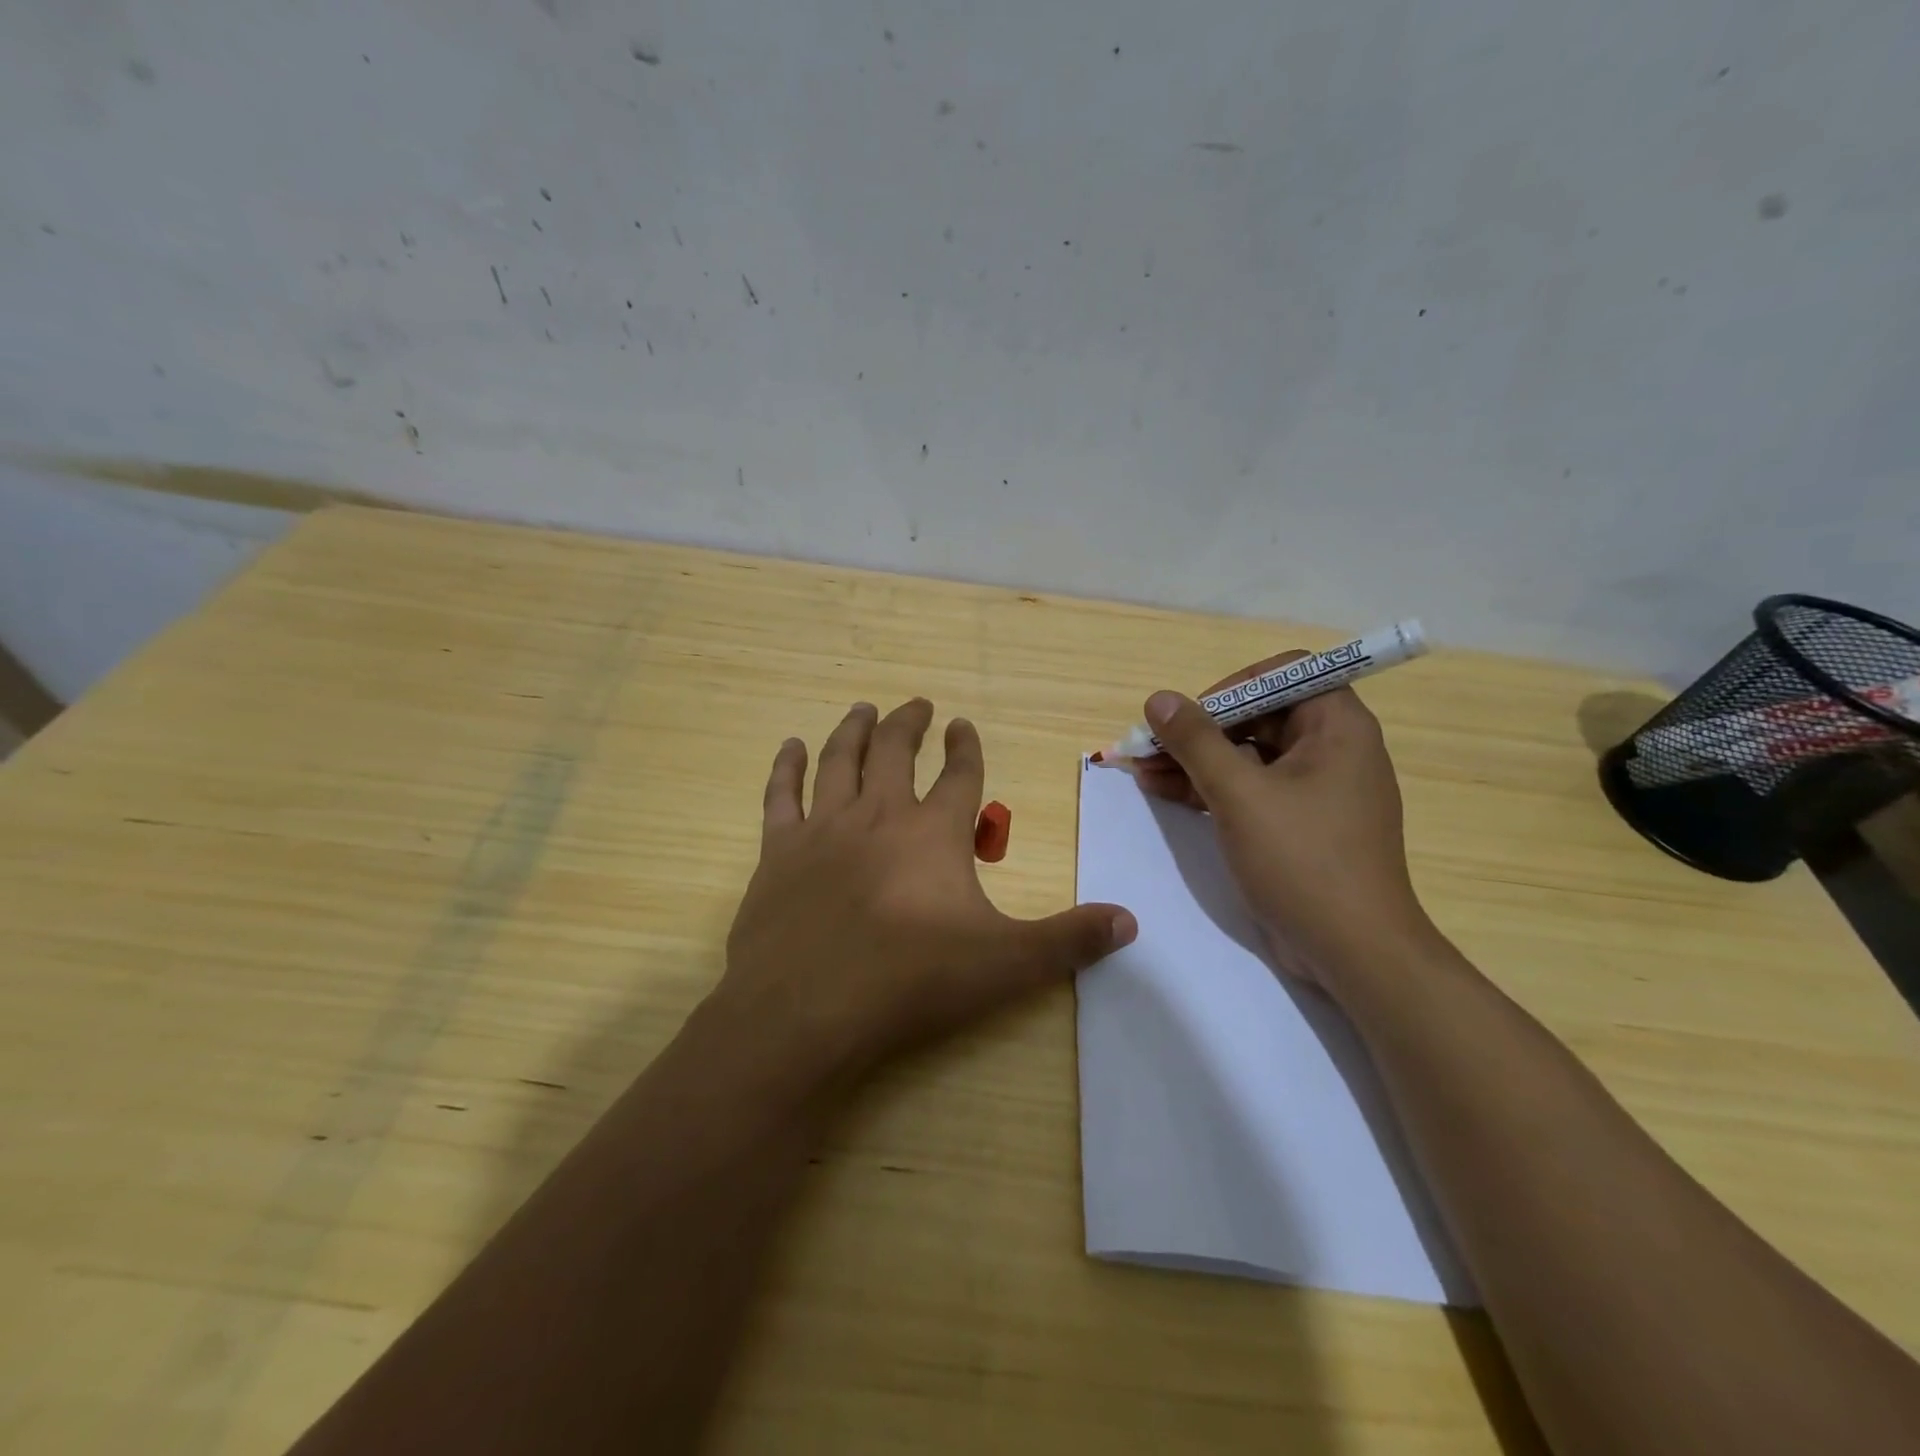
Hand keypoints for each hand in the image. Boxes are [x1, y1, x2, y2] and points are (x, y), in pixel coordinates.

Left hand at [717, 699, 1136, 1080]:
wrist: (807, 1010)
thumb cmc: (911, 982)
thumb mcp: (1006, 964)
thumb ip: (1069, 940)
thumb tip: (1130, 921)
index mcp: (933, 833)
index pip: (959, 774)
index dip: (966, 747)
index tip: (964, 724)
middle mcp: (878, 815)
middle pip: (896, 752)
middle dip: (910, 724)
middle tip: (918, 705)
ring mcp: (824, 829)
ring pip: (841, 761)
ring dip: (855, 730)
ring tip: (864, 708)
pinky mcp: (779, 852)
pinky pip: (782, 795)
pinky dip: (787, 767)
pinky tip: (790, 746)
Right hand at [1133, 655, 1434, 988]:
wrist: (1353, 952)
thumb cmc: (1303, 860)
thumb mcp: (1239, 794)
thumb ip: (1196, 742)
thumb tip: (1158, 699)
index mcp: (1337, 726)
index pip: (1284, 673)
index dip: (1232, 685)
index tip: (1191, 714)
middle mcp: (1332, 748)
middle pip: (1258, 715)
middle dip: (1200, 729)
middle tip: (1150, 744)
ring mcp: (1315, 789)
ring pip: (1247, 755)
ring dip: (1195, 760)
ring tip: (1142, 769)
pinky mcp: (1298, 824)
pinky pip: (1251, 789)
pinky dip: (1210, 788)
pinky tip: (1163, 791)